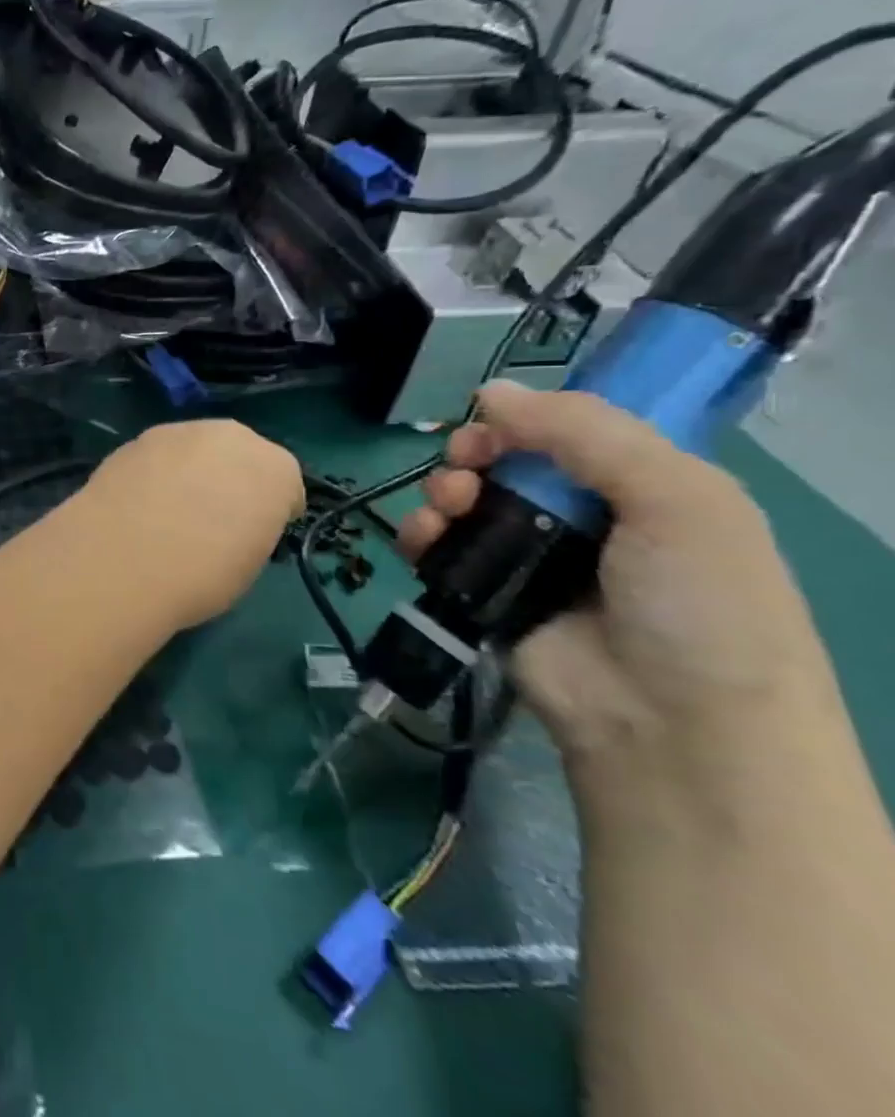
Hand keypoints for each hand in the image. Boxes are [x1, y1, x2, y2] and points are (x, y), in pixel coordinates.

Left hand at [72, 419, 302, 630]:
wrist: (122, 561)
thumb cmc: (202, 576)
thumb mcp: (249, 562)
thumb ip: (250, 528)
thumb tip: (230, 524)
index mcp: (276, 468)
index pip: (285, 485)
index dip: (271, 510)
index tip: (255, 533)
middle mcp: (231, 437)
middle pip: (239, 454)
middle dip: (230, 478)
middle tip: (211, 515)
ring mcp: (177, 432)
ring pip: (194, 449)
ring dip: (189, 470)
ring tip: (168, 508)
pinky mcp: (133, 440)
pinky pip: (156, 457)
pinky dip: (153, 474)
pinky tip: (138, 504)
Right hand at [399, 381, 841, 790]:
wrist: (670, 725)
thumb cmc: (697, 603)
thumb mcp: (676, 498)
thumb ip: (586, 433)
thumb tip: (490, 391)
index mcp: (644, 488)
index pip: (571, 431)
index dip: (527, 418)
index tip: (491, 419)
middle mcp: (585, 518)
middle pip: (507, 461)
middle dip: (474, 452)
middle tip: (463, 464)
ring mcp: (530, 558)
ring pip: (465, 500)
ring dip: (442, 491)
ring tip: (446, 508)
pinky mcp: (484, 593)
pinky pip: (438, 548)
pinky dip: (419, 535)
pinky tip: (422, 538)